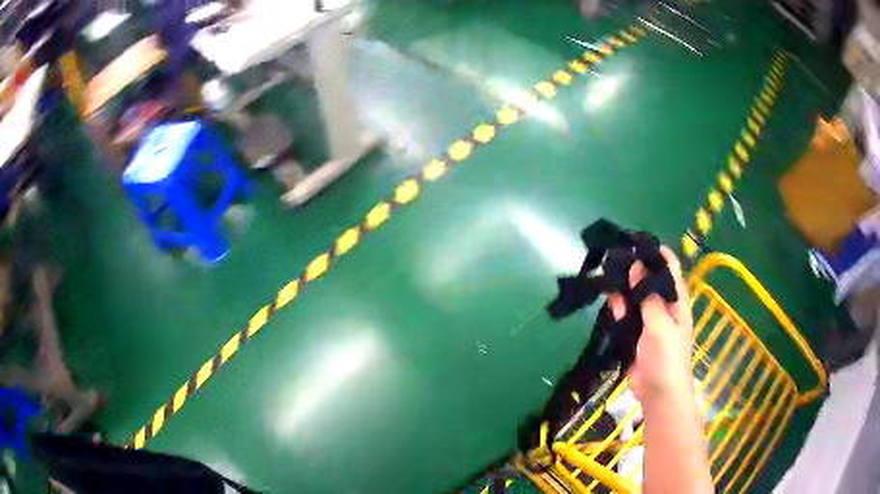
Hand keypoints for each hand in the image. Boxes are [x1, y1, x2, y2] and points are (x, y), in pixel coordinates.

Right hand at [608, 247, 694, 407]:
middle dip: (633, 271)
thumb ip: (648, 295)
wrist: (658, 393)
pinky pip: (626, 316)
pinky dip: (619, 310)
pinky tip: (611, 306)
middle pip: (649, 281)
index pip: (669, 268)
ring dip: (624, 292)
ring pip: (635, 298)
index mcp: (676, 300)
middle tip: (614, 261)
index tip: (635, 242)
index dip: (655, 253)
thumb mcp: (660, 323)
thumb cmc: (666, 357)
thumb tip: (637, 265)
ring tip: (609, 285)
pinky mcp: (636, 335)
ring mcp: (649, 321)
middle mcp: (664, 306)